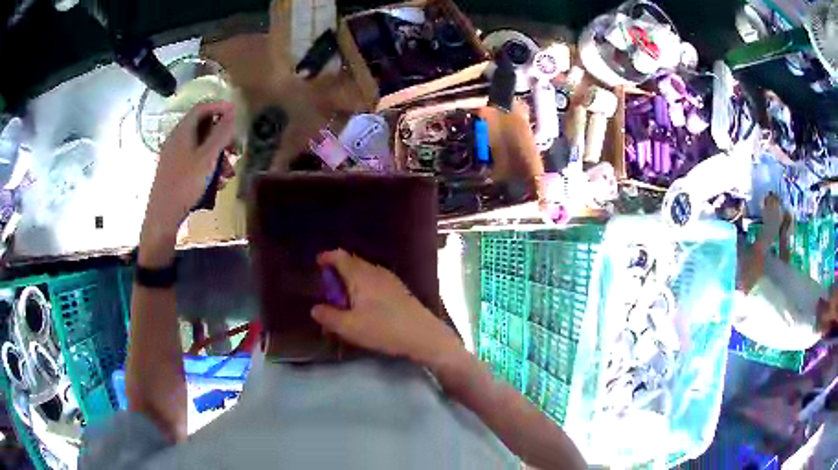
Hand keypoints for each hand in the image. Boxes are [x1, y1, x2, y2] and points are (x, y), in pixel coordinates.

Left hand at [142, 102, 235, 240]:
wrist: (163, 216)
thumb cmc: (185, 184)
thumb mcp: (207, 158)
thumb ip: (221, 134)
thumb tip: (232, 112)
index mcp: (182, 131)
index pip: (202, 108)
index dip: (220, 107)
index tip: (236, 114)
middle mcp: (176, 139)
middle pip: (203, 128)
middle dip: (222, 138)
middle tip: (235, 150)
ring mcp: (174, 156)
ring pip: (200, 147)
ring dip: (217, 157)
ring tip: (228, 174)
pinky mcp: (174, 171)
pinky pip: (194, 161)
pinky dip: (207, 167)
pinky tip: (216, 184)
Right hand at [311, 249, 461, 364]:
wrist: (423, 336)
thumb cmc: (384, 329)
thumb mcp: (349, 327)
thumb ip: (328, 317)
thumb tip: (315, 308)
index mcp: (361, 276)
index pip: (341, 257)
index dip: (327, 257)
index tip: (317, 262)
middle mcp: (375, 272)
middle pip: (353, 263)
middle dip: (338, 271)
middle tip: (328, 287)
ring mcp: (390, 280)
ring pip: (365, 272)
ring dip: (352, 280)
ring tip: (344, 299)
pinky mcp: (399, 290)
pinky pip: (375, 281)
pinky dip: (364, 287)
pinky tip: (364, 305)